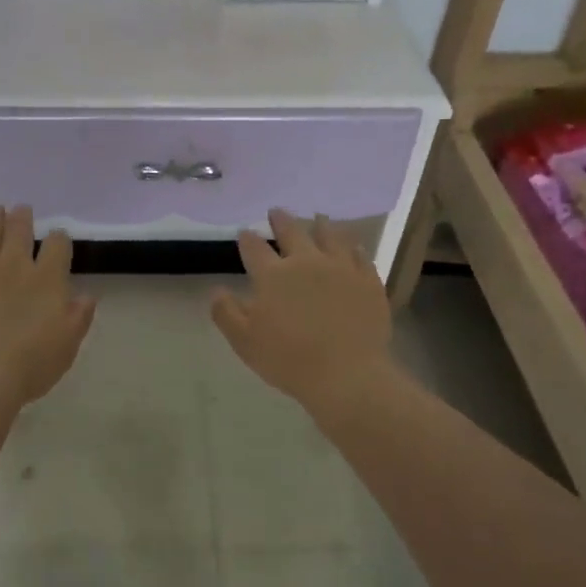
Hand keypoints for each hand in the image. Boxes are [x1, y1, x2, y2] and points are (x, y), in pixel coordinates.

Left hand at [0, 205, 95, 415]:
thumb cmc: (28, 367)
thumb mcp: (67, 347)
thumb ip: (78, 317)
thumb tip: (86, 295)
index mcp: (46, 279)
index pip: (58, 243)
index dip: (59, 239)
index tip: (57, 242)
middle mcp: (12, 264)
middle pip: (19, 226)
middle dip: (22, 216)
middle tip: (21, 212)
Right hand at [211, 209, 398, 420]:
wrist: (347, 375)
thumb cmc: (289, 359)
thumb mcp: (244, 341)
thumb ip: (226, 312)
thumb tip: (217, 290)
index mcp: (273, 275)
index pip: (254, 247)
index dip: (247, 238)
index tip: (244, 232)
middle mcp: (306, 262)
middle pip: (292, 231)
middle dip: (281, 220)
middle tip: (276, 211)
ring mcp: (341, 268)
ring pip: (330, 236)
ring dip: (320, 225)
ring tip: (318, 218)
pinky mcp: (368, 281)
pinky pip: (360, 256)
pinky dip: (353, 248)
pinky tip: (353, 247)